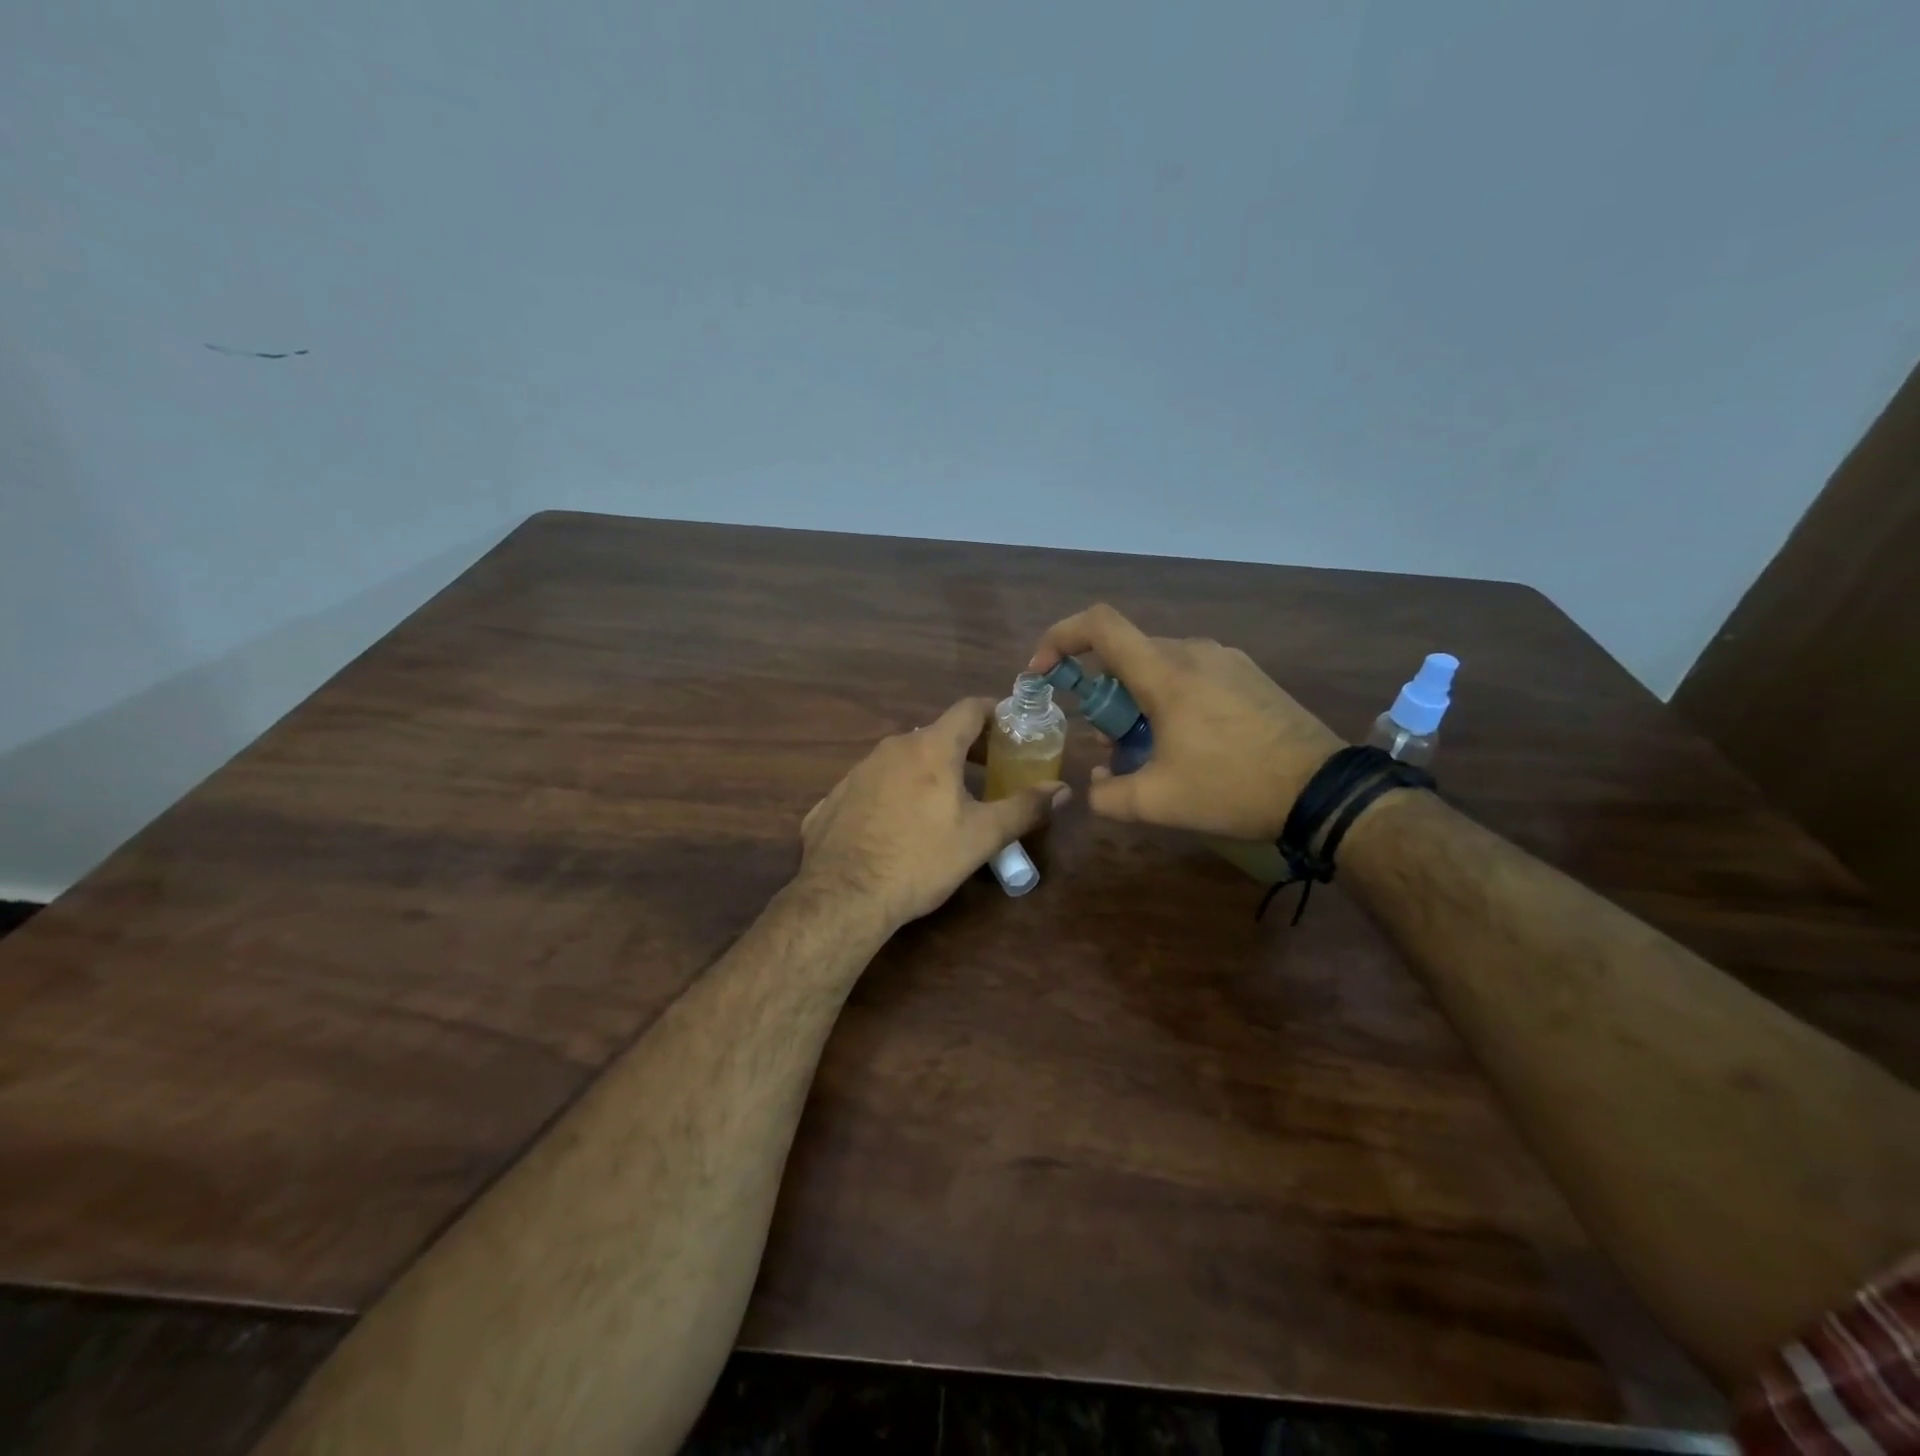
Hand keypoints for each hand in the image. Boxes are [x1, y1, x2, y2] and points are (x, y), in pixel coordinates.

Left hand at [799, 698, 1068, 932]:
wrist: (843, 896)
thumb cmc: (920, 860)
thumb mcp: (981, 837)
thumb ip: (1024, 808)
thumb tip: (1062, 790)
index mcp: (931, 748)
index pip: (969, 709)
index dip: (996, 712)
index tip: (1013, 728)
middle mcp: (892, 748)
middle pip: (937, 734)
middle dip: (967, 747)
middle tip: (989, 770)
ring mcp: (858, 770)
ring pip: (904, 758)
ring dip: (930, 769)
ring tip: (947, 800)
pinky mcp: (835, 796)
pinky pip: (876, 783)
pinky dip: (897, 791)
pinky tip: (900, 824)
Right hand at [1029, 603, 1342, 838]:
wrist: (1323, 790)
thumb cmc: (1233, 788)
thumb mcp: (1158, 803)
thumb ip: (1107, 796)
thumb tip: (1095, 785)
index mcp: (1166, 672)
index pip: (1100, 625)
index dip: (1060, 637)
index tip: (1043, 671)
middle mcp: (1193, 651)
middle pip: (1127, 652)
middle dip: (1101, 691)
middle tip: (1106, 738)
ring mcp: (1226, 659)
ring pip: (1159, 663)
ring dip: (1136, 697)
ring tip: (1146, 747)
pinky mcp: (1248, 674)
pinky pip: (1191, 672)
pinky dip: (1169, 696)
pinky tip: (1186, 741)